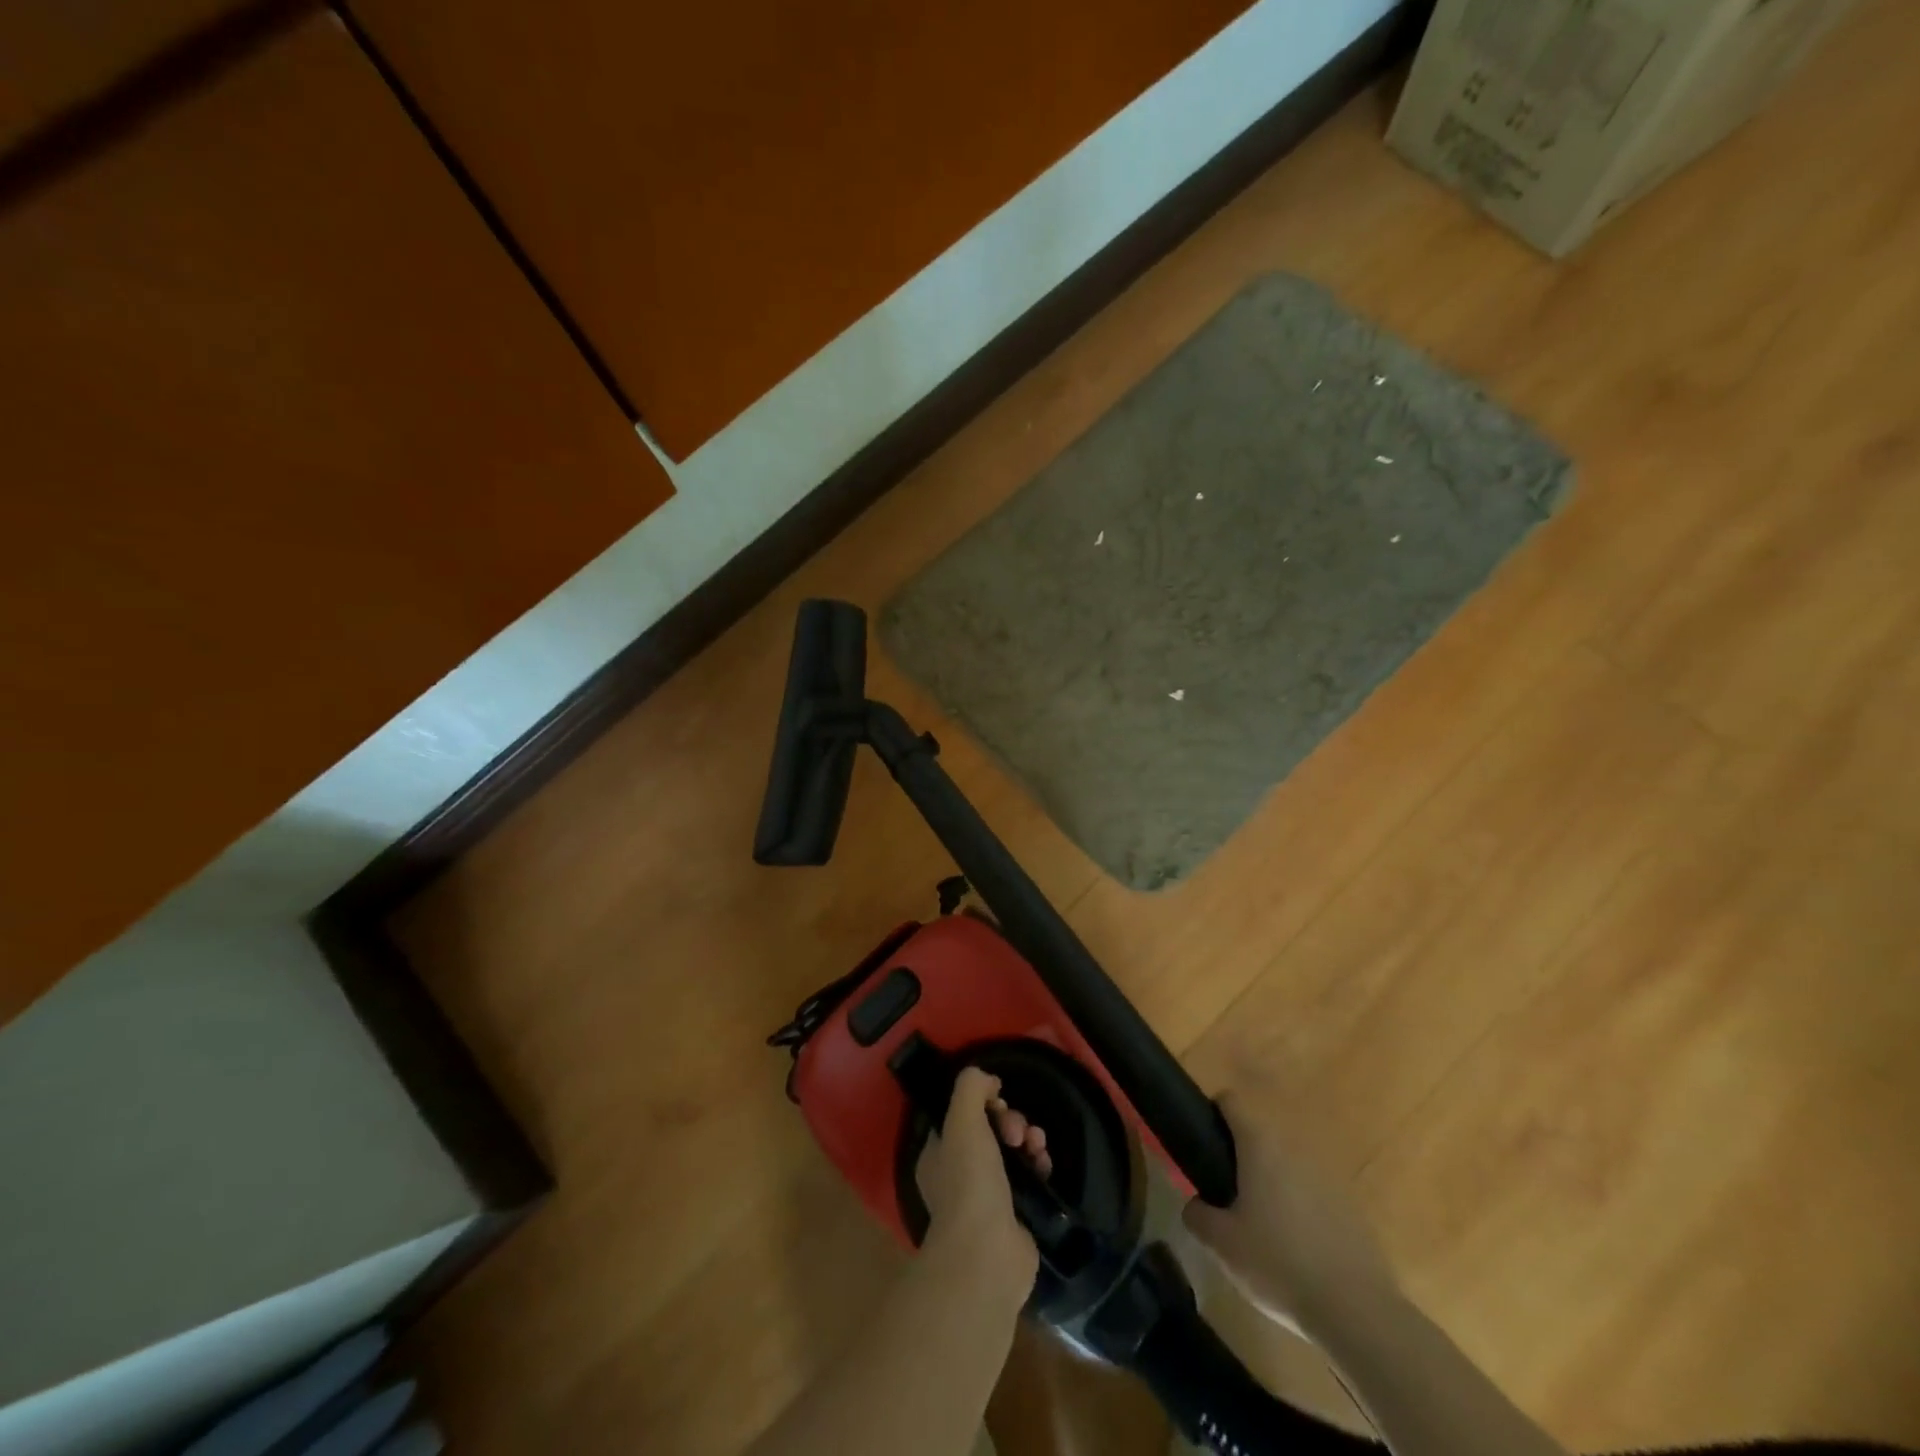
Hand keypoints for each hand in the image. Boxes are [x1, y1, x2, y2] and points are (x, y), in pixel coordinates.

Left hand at [915, 1068, 1046, 1298]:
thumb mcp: (962, 1121)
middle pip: (990, 1130)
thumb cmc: (968, 1182)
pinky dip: (1038, 1164)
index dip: (983, 1102)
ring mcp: (987, 1197)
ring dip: (1028, 1138)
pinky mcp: (1015, 1215)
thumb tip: (988, 1080)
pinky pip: (1029, 1177)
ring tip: (1035, 1145)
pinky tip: (1043, 1163)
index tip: (997, 1102)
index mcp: (939, 1154)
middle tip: (1017, 1131)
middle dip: (1010, 1121)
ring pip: (1012, 1151)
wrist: (987, 1254)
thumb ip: (970, 1087)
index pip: (962, 1115)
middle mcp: (959, 1174)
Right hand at [1181, 1090, 1400, 1341]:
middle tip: (1225, 1195)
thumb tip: (1195, 1204)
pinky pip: (1312, 1192)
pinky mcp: (1350, 1205)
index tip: (1201, 1146)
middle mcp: (1294, 1146)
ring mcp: (1327, 1174)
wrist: (1357, 1311)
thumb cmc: (1278, 1263)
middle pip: (1259, 1134)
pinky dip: (1298, 1207)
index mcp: (1260, 1143)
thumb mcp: (1222, 1244)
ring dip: (1270, 1182)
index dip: (1210, 1115)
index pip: (1230, 1101)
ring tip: (1260, 1225)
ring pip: (1286, 1164)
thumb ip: (1198, 1215)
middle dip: (1240, 1157)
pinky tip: (1295, 1248)